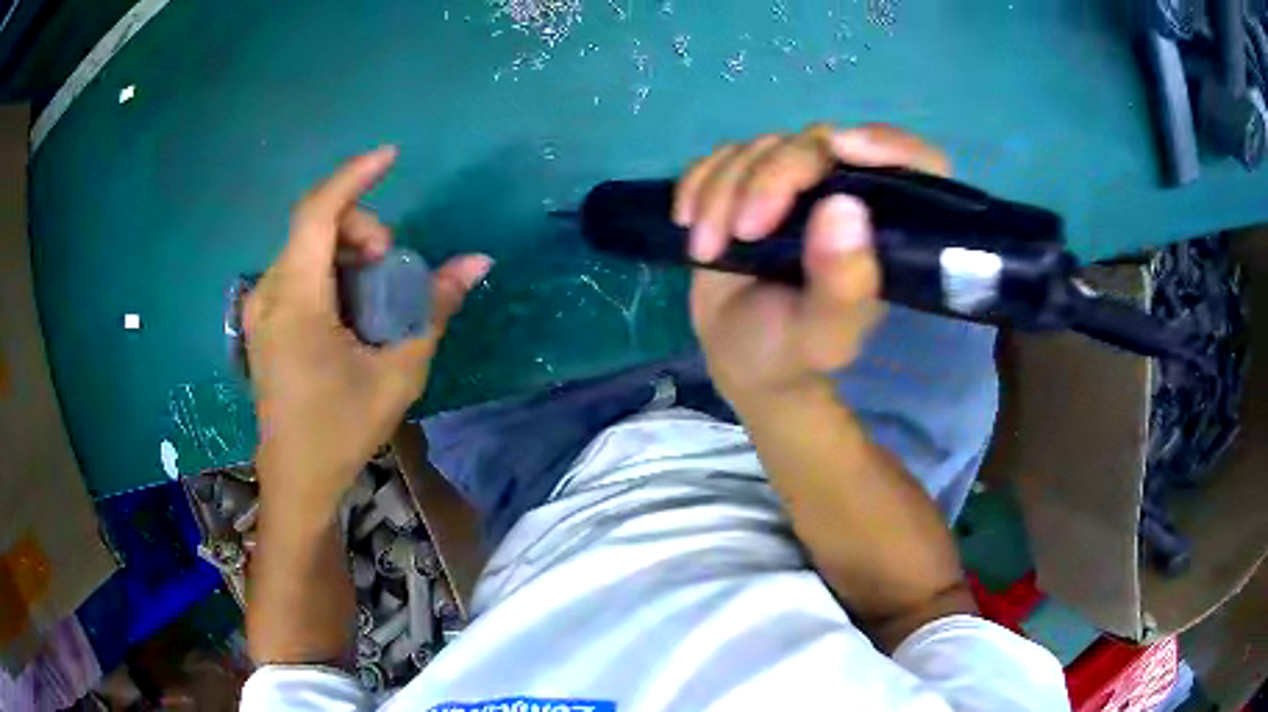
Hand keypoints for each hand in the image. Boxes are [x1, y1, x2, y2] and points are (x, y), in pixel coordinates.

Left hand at [244, 147, 491, 511]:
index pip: (318, 212)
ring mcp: (259, 307)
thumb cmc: (343, 429)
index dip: (355, 176)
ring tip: (375, 294)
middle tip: (393, 268)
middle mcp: (268, 292)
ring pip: (306, 246)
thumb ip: (434, 307)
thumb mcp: (398, 371)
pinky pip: (298, 271)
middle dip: (361, 229)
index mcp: (296, 301)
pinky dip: (331, 271)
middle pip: (315, 225)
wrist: (297, 478)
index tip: (392, 157)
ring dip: (347, 251)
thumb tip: (477, 262)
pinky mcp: (262, 320)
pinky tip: (349, 309)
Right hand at [674, 123, 948, 405]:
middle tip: (742, 233)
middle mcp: (849, 194)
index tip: (842, 150)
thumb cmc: (791, 353)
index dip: (886, 144)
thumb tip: (843, 209)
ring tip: (707, 249)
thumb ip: (843, 286)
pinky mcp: (751, 181)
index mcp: (887, 230)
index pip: (916, 163)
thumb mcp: (822, 337)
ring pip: (763, 148)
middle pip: (818, 144)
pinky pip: (723, 156)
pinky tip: (687, 219)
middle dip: (771, 179)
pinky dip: (698, 181)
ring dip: (723, 191)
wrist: (739, 356)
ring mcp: (798, 183)